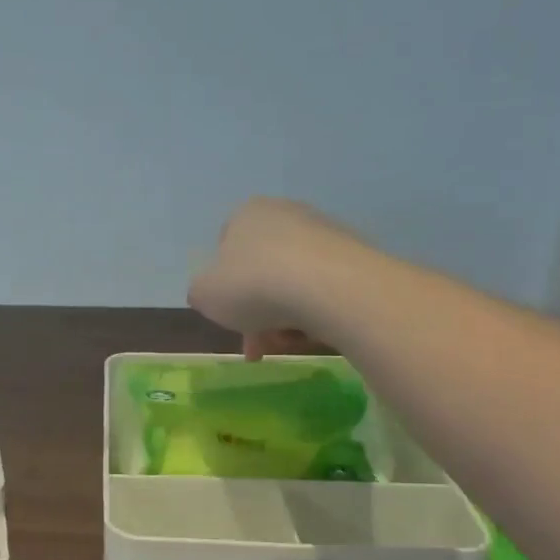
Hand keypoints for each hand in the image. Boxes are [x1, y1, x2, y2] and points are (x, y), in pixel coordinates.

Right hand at [188, 198, 363, 357]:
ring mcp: (326, 233)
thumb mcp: (204, 294)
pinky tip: (316, 332)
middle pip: (262, 270)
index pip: (226, 246)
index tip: (229, 317)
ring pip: (294, 282)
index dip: (223, 285)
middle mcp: (287, 214)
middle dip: (256, 312)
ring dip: (285, 316)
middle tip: (259, 345)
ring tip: (289, 343)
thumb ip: (201, 292)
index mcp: (247, 214)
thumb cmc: (255, 285)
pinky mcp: (358, 256)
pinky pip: (326, 289)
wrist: (332, 288)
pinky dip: (317, 312)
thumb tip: (210, 293)